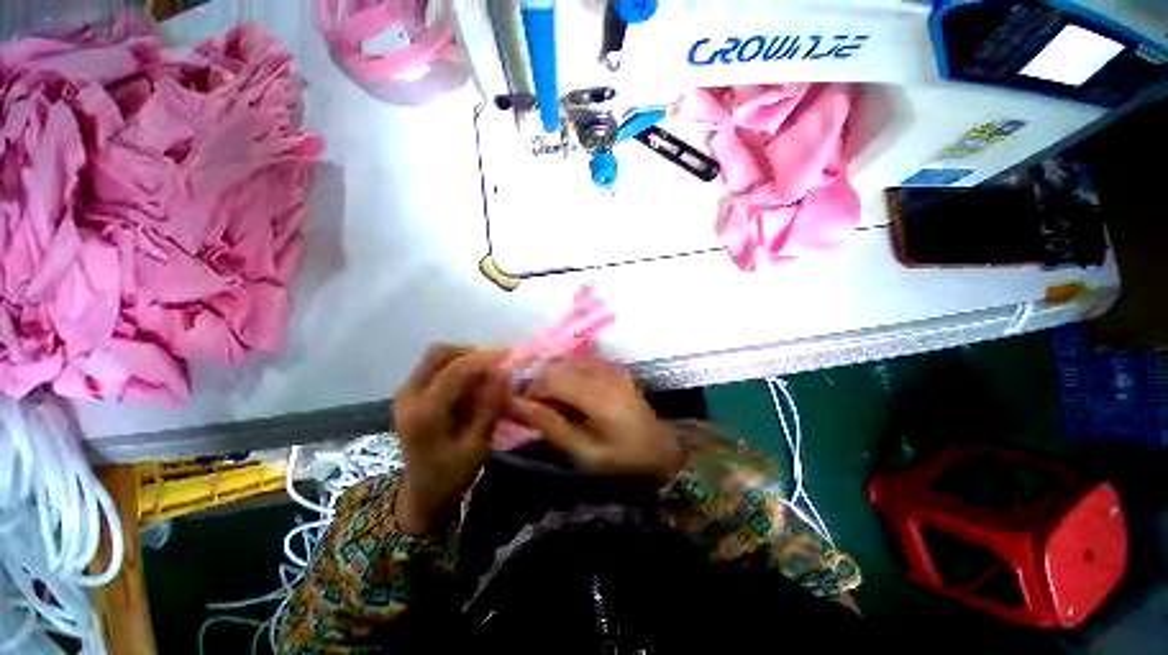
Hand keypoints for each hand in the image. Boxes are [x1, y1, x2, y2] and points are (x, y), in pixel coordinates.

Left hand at [394, 344, 509, 535]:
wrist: (422, 493)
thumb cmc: (453, 474)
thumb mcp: (478, 445)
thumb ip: (490, 406)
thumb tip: (505, 372)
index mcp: (424, 413)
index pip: (455, 370)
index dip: (484, 357)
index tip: (509, 354)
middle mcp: (409, 396)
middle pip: (440, 353)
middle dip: (472, 352)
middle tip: (497, 362)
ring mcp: (405, 393)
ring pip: (437, 356)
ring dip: (465, 358)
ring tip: (487, 373)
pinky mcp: (409, 393)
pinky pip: (435, 366)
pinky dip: (457, 366)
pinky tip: (473, 382)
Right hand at [510, 359, 682, 482]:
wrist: (659, 449)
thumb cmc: (620, 458)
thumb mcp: (583, 451)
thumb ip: (550, 425)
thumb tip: (515, 405)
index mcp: (599, 397)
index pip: (552, 380)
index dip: (530, 390)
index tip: (518, 406)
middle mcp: (605, 375)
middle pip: (558, 366)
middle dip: (538, 382)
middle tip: (531, 404)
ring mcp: (611, 368)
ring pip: (568, 361)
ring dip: (551, 376)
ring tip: (547, 399)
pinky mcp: (614, 368)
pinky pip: (581, 362)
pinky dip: (566, 372)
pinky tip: (566, 391)